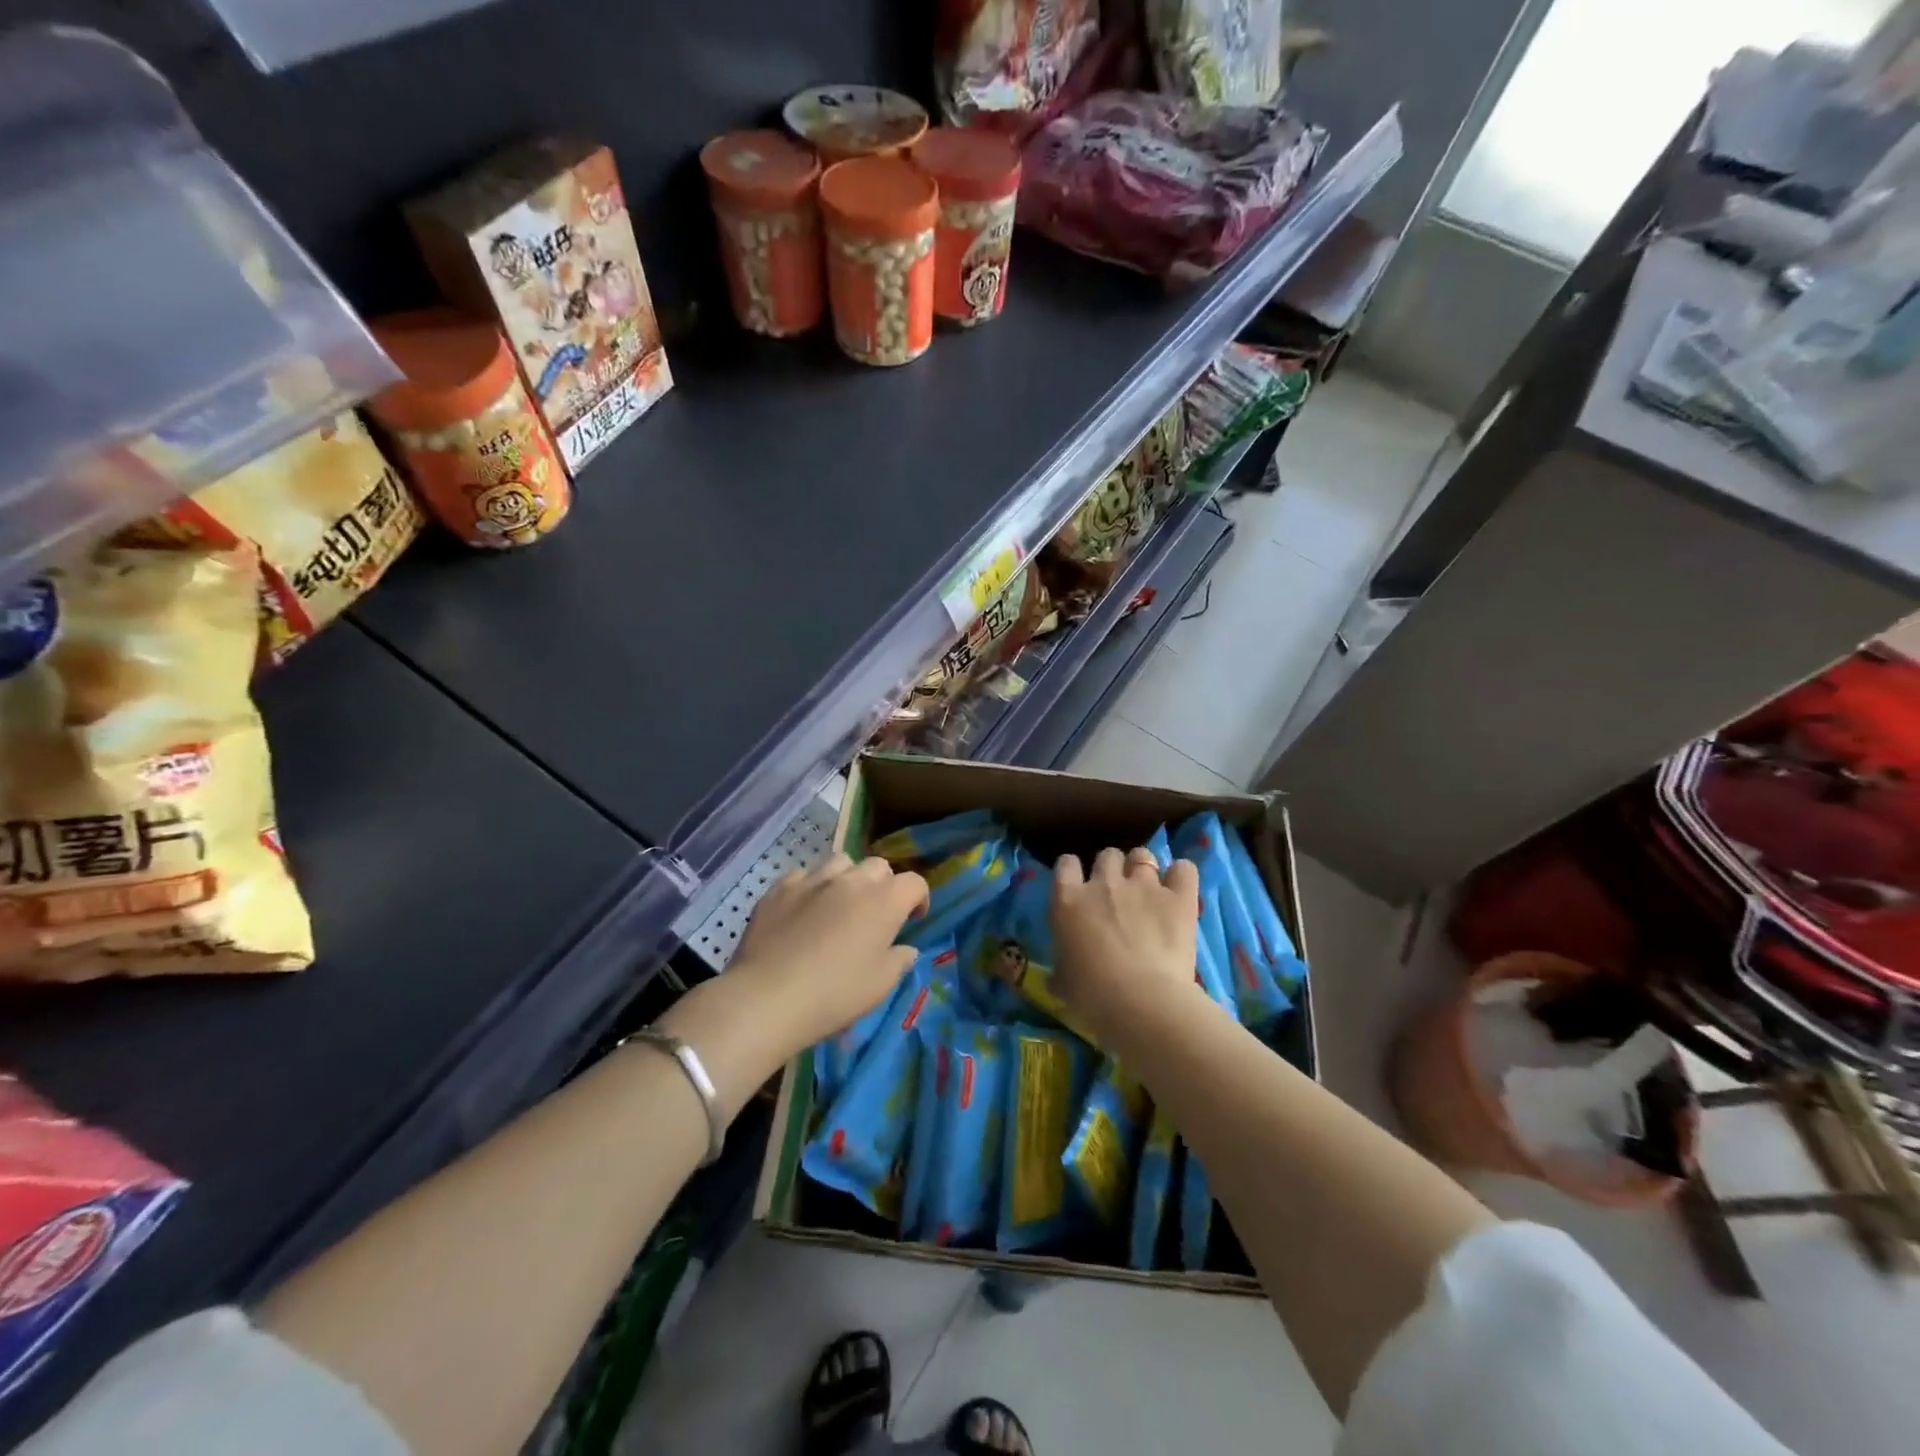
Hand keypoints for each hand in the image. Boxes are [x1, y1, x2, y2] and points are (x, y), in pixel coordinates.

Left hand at [727, 854, 928, 1055]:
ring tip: (839, 903)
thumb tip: (905, 949)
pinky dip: (811, 887)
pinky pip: (804, 875)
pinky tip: (804, 909)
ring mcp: (813, 880)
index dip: (918, 898)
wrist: (767, 998)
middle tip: (875, 913)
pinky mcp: (780, 888)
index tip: (912, 919)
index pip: (914, 882)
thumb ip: (899, 961)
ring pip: (840, 862)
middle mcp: (852, 881)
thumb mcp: (879, 986)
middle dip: (884, 885)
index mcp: (884, 902)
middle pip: (878, 866)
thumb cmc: (834, 995)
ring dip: (848, 878)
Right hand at [1050, 847, 1201, 1050]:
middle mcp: (1104, 883)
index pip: (1066, 864)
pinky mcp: (1178, 897)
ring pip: (1142, 855)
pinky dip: (1181, 876)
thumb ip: (1059, 968)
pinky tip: (1179, 891)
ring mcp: (1143, 886)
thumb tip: (1056, 976)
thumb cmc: (1092, 998)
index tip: (1078, 887)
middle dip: (1111, 869)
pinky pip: (1183, 869)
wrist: (1141, 1003)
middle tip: (1117, 895)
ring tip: (1149, 891)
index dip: (1073, 872)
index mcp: (1068, 901)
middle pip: (1107, 855)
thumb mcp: (1062, 983)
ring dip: (1143, 869)